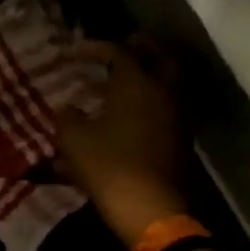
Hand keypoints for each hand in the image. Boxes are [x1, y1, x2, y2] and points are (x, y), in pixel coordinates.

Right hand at [56, 39, 190, 245]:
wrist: (150, 207)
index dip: (97, 48)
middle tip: (128, 43)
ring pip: (170, 82)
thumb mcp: (74, 140)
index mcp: (136, 83)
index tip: (78, 50)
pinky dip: (156, 99)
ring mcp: (178, 116)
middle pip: (160, 57)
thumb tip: (68, 108)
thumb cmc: (108, 166)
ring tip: (132, 77)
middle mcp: (163, 91)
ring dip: (153, 73)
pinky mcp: (182, 139)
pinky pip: (170, 106)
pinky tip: (139, 110)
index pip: (118, 53)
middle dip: (143, 47)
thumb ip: (67, 118)